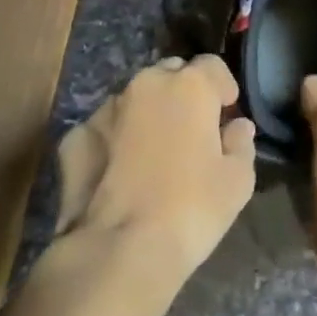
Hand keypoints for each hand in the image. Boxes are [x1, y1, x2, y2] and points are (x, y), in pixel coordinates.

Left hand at [55, 55, 255, 280]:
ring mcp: (106, 109)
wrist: (121, 250)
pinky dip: (113, 139)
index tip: (226, 115)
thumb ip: (241, 143)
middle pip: (170, 74)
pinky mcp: (75, 137)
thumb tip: (237, 127)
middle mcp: (146, 84)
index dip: (222, 88)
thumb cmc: (193, 208)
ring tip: (154, 152)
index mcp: (190, 85)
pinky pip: (103, 128)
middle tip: (192, 130)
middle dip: (183, 93)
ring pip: (134, 99)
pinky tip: (118, 169)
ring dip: (147, 114)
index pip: (212, 65)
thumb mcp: (238, 180)